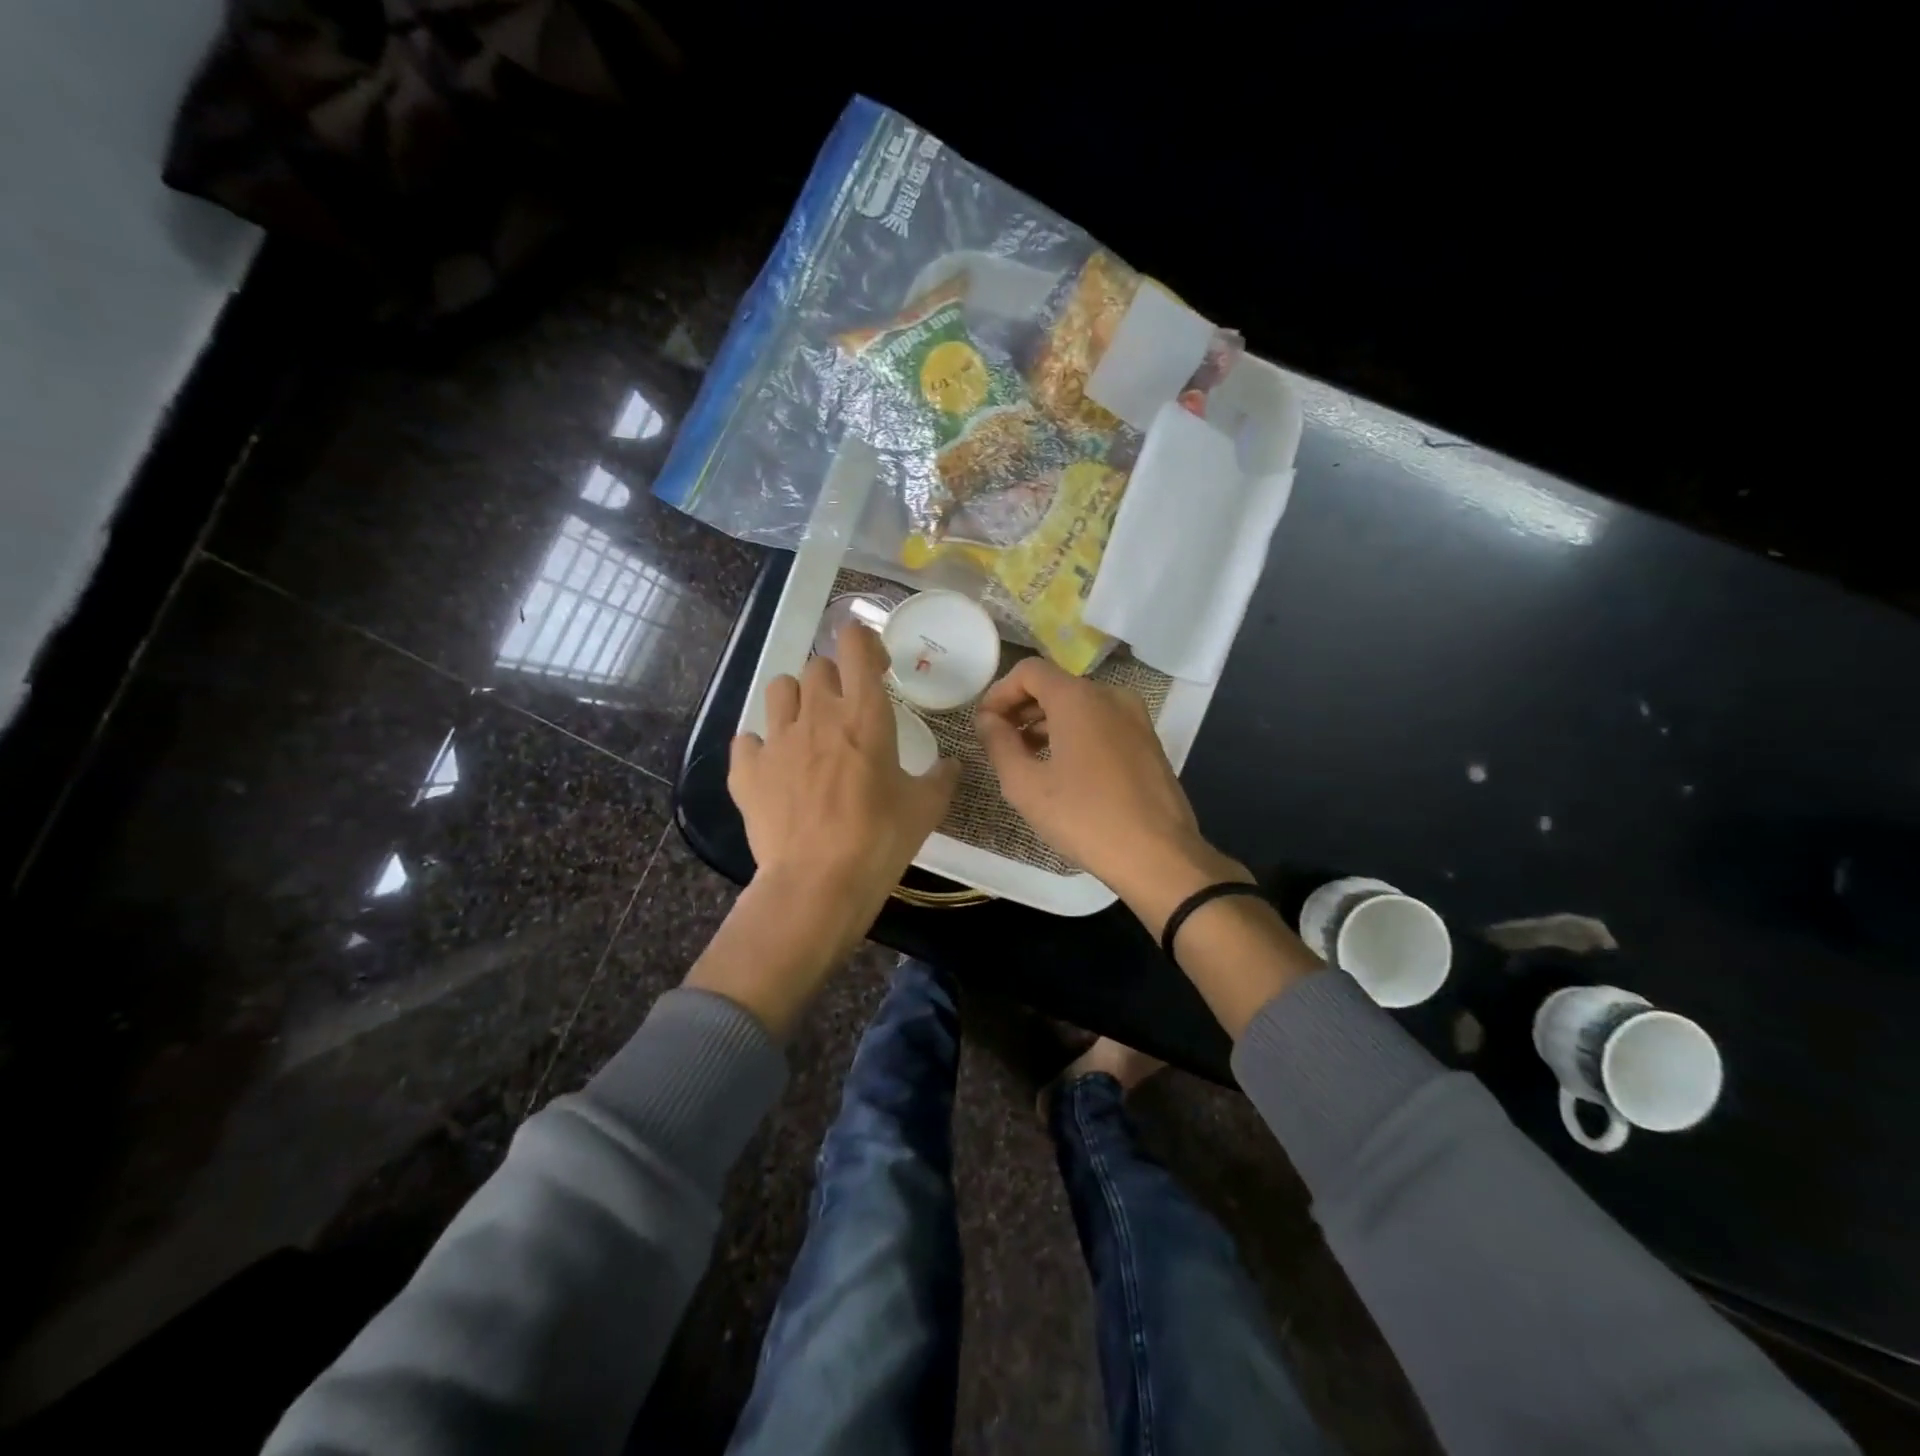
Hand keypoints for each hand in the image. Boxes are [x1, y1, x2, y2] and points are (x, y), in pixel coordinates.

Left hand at [701, 624, 958, 1029]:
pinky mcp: (747, 770)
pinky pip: (748, 739)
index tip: (876, 668)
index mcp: (864, 714)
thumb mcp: (925, 809)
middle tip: (847, 712)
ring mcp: (776, 740)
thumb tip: (952, 766)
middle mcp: (817, 714)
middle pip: (817, 666)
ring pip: (779, 689)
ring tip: (807, 731)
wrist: (817, 884)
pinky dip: (761, 747)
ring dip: (795, 701)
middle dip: (833, 680)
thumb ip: (941, 778)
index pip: (854, 643)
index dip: (864, 643)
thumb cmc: (880, 840)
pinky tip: (774, 770)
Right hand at [975, 658, 1248, 929]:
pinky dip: (1076, 734)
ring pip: (1080, 706)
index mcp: (1078, 698)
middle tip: (999, 742)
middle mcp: (1110, 696)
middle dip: (1022, 709)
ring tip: (1026, 759)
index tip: (985, 724)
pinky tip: (1063, 770)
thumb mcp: (1025, 785)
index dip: (1000, 692)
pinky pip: (1102, 724)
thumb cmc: (1084, 817)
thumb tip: (988, 719)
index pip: (1029, 671)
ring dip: (1048, 723)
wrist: (1158, 856)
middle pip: (1056, 686)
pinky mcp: (1148, 742)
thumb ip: (999, 743)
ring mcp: (1135, 718)